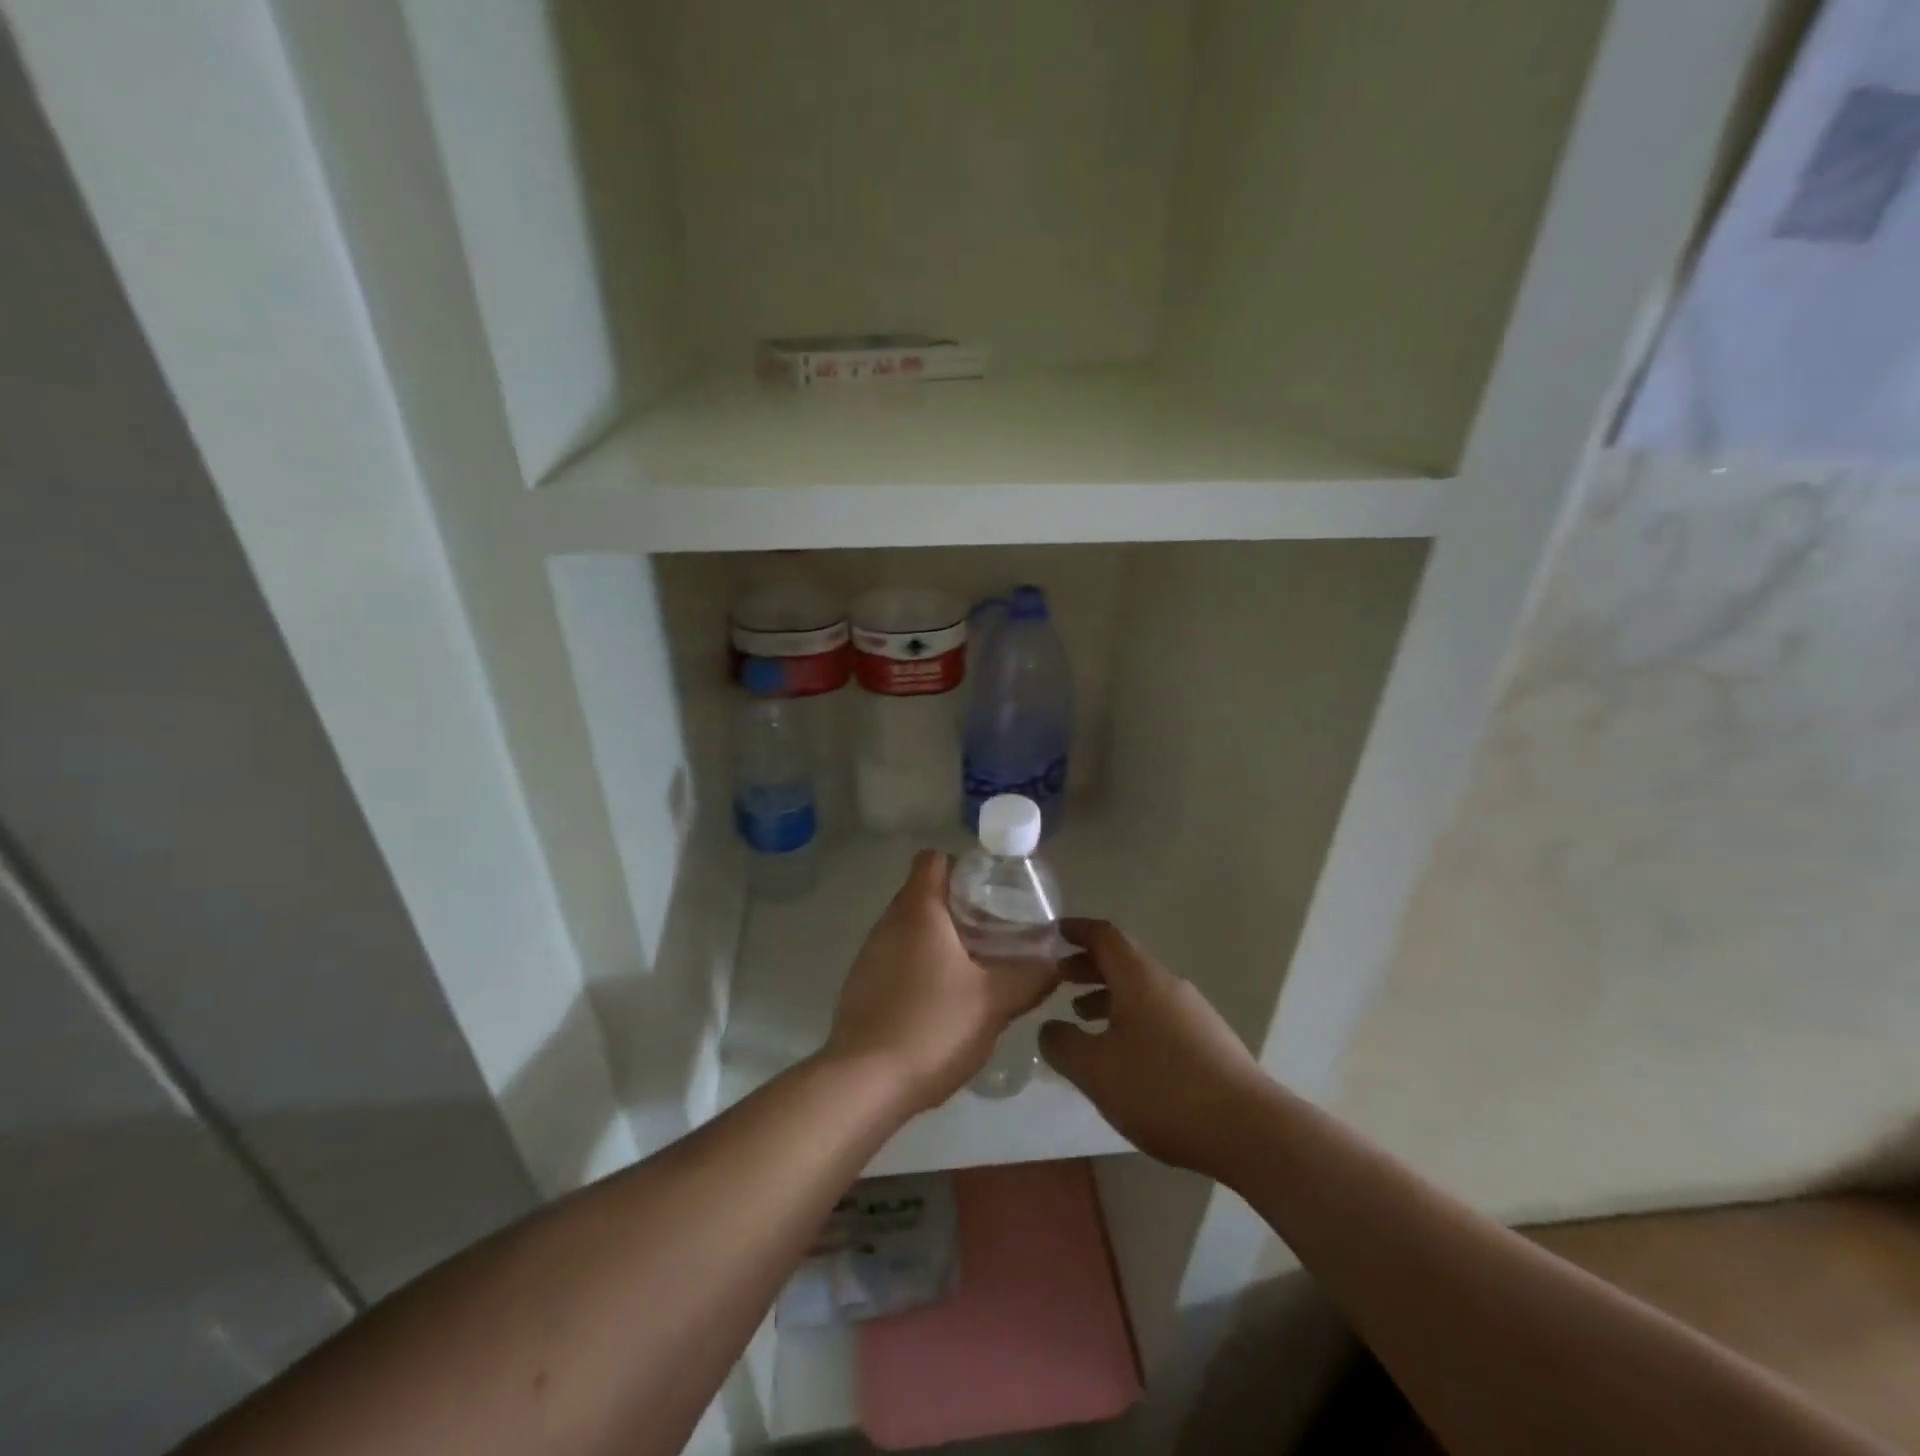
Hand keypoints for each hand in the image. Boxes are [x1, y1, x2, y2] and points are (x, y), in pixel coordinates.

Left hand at [823, 851, 1058, 1112]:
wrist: (864, 1083)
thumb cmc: (932, 1026)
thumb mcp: (994, 1001)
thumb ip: (1030, 977)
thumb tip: (1055, 963)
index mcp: (917, 910)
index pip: (934, 859)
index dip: (963, 866)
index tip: (992, 890)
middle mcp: (888, 923)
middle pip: (924, 894)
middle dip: (960, 907)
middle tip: (996, 932)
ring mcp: (869, 955)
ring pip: (910, 930)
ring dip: (940, 940)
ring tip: (976, 968)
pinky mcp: (861, 986)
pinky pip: (897, 960)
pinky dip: (920, 967)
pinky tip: (943, 1001)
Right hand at [1039, 919, 1264, 1177]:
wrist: (1249, 1130)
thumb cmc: (1162, 1089)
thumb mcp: (1095, 1070)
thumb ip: (1062, 1044)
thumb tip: (1050, 1028)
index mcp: (1139, 978)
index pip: (1104, 935)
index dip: (1076, 930)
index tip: (1052, 933)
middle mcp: (1167, 984)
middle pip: (1123, 960)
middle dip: (1088, 965)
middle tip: (1058, 978)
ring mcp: (1192, 1012)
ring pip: (1140, 989)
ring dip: (1108, 995)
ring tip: (1082, 1017)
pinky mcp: (1207, 1040)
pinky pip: (1157, 1013)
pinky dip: (1130, 1017)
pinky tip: (1121, 1053)